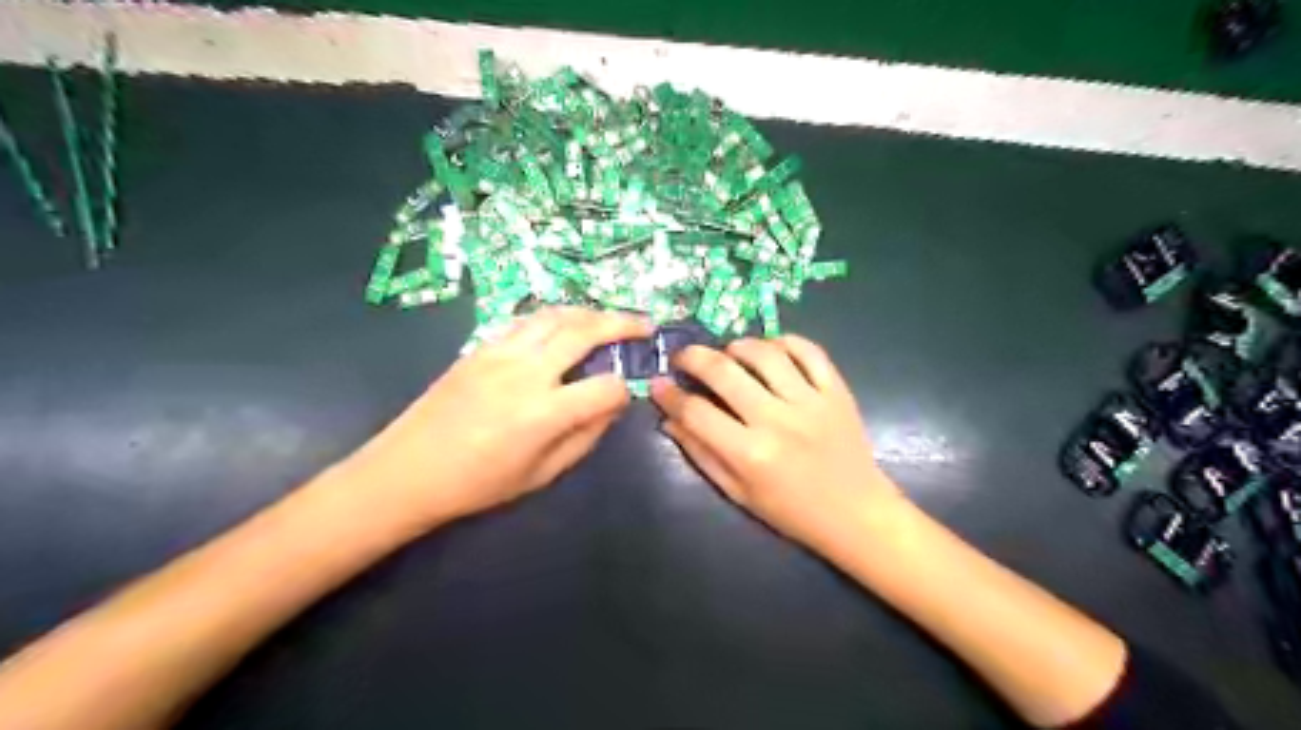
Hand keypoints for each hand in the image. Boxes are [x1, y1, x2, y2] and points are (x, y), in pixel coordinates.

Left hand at [332, 305, 650, 532]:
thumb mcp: (541, 475)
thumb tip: (612, 407)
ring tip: (608, 318)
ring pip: (555, 316)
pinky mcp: (481, 347)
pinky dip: (554, 318)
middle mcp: (526, 372)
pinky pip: (526, 321)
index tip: (624, 397)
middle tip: (644, 325)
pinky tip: (564, 326)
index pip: (605, 387)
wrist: (407, 471)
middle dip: (622, 324)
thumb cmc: (477, 484)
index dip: (622, 391)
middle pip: (585, 331)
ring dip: (589, 312)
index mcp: (544, 413)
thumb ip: (584, 438)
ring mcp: (500, 353)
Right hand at [657, 336, 901, 546]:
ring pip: (765, 353)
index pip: (696, 412)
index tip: (658, 385)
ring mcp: (810, 402)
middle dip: (693, 357)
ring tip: (728, 353)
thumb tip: (669, 420)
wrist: (855, 513)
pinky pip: (809, 351)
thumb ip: (701, 454)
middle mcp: (777, 421)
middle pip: (724, 372)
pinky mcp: (836, 391)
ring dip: (737, 345)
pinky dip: (785, 341)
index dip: (669, 395)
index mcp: (749, 454)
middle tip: (683, 357)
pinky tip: (770, 348)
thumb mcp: (738, 493)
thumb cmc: (791, 511)